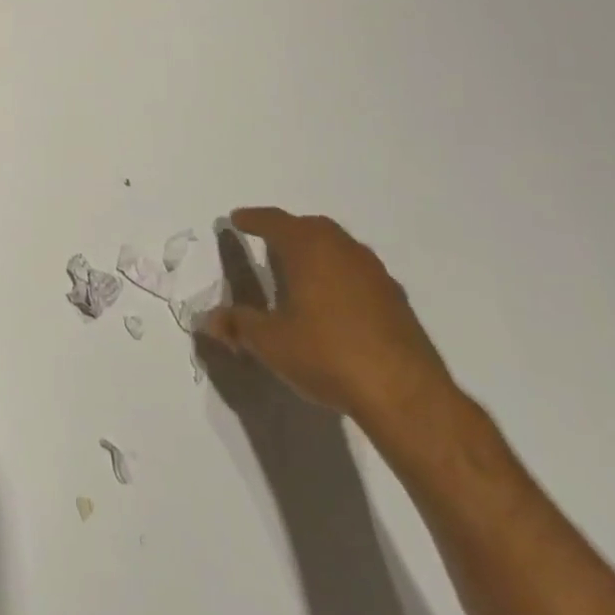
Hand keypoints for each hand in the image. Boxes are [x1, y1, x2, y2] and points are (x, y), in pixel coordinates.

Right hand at [202, 208, 454, 428]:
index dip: (252, 219)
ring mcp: (374, 272)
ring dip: (317, 253)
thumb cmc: (327, 354)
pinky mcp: (396, 299)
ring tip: (301, 272)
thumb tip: (208, 319)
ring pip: (338, 248)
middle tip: (268, 242)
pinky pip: (358, 273)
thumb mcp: (271, 343)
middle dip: (287, 231)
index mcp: (307, 246)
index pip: (273, 221)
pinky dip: (341, 276)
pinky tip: (336, 303)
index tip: (237, 219)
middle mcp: (341, 248)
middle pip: (309, 228)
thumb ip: (238, 325)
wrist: (406, 395)